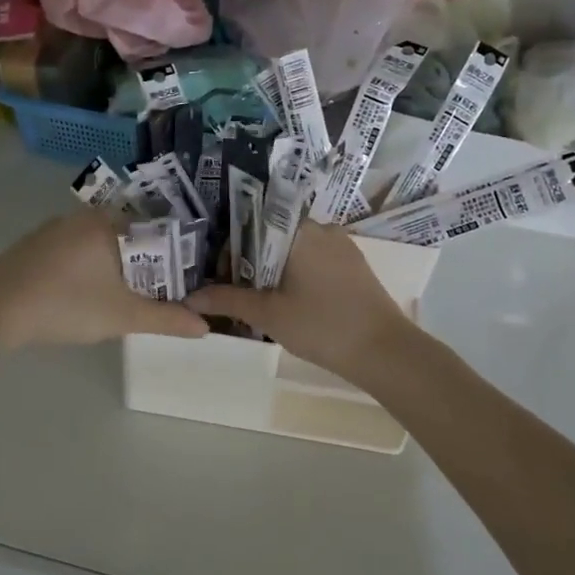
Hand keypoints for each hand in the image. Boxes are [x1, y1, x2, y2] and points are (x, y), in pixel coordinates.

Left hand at [0, 211, 209, 349]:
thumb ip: (165, 319)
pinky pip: (69, 251)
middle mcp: (80, 217)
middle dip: (140, 262)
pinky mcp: (29, 246)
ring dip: (109, 265)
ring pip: (94, 243)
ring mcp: (50, 229)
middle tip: (152, 292)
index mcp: (107, 223)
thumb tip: (204, 326)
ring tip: (119, 296)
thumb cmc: (67, 304)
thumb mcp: (122, 316)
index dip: (169, 253)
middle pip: (124, 235)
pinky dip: (82, 267)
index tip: (178, 278)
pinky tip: (79, 294)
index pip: (152, 228)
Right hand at [188, 222, 411, 382]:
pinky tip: (292, 303)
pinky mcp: (354, 264)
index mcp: (298, 229)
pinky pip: (315, 260)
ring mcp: (341, 245)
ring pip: (294, 249)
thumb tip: (189, 298)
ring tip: (262, 302)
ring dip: (273, 270)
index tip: (222, 277)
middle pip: (272, 236)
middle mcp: (321, 227)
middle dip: (251, 262)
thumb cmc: (321, 325)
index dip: (231, 249)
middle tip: (238, 294)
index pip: (252, 223)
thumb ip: (227, 300)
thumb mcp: (268, 314)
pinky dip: (297, 275)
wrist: (384, 351)